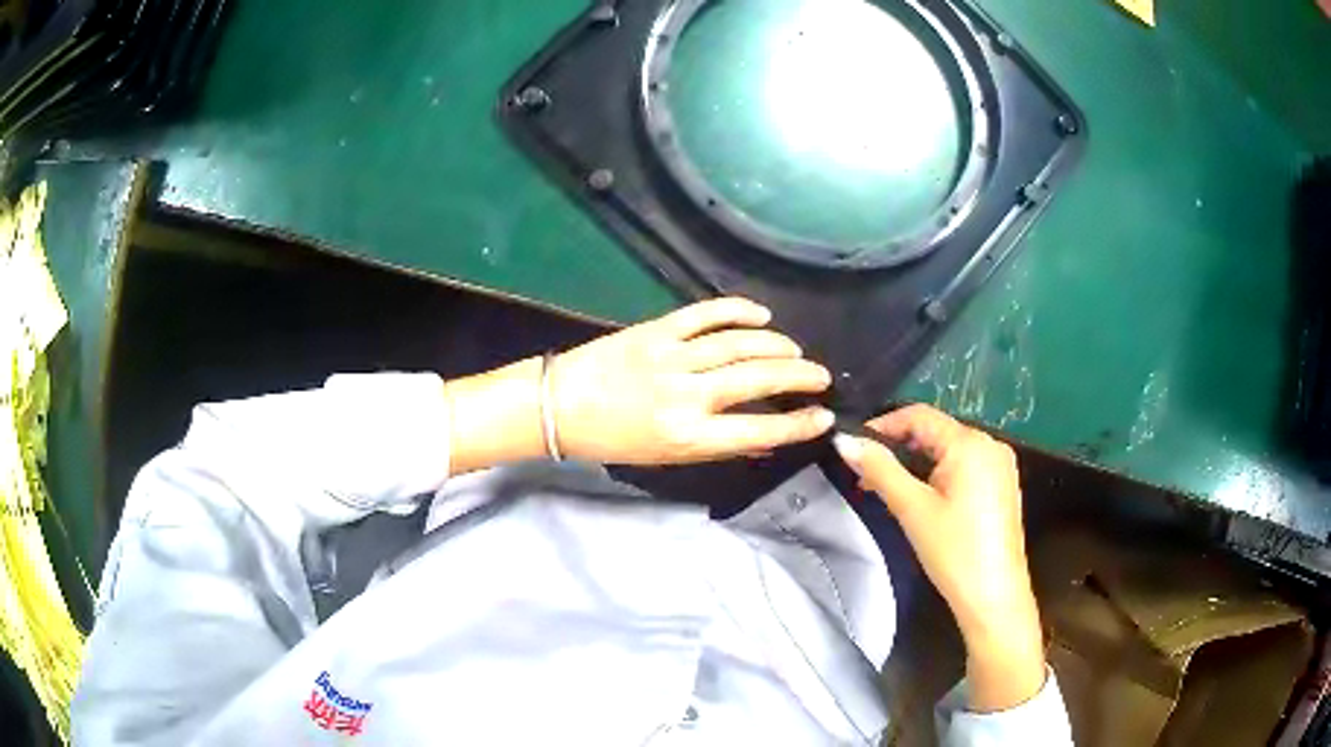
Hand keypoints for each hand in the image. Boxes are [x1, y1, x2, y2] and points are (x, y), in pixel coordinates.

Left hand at [551, 297, 834, 464]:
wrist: (559, 406)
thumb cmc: (612, 441)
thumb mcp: (666, 458)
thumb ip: (715, 444)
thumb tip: (761, 436)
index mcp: (688, 437)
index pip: (759, 430)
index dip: (798, 424)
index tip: (824, 415)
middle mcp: (687, 397)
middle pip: (757, 380)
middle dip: (799, 376)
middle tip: (821, 376)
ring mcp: (672, 358)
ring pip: (739, 344)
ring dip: (776, 344)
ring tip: (795, 350)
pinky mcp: (657, 329)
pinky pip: (706, 314)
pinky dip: (738, 311)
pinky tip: (761, 315)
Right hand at [833, 405, 1044, 711]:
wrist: (994, 597)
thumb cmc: (955, 551)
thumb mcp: (913, 509)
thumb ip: (879, 470)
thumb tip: (844, 440)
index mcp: (971, 443)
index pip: (919, 416)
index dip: (883, 425)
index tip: (853, 447)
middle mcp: (990, 444)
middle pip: (935, 433)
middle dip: (898, 450)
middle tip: (865, 476)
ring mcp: (1000, 466)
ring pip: (948, 452)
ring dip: (916, 465)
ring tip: (887, 491)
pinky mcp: (1002, 487)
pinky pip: (964, 468)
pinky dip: (938, 477)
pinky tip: (921, 501)